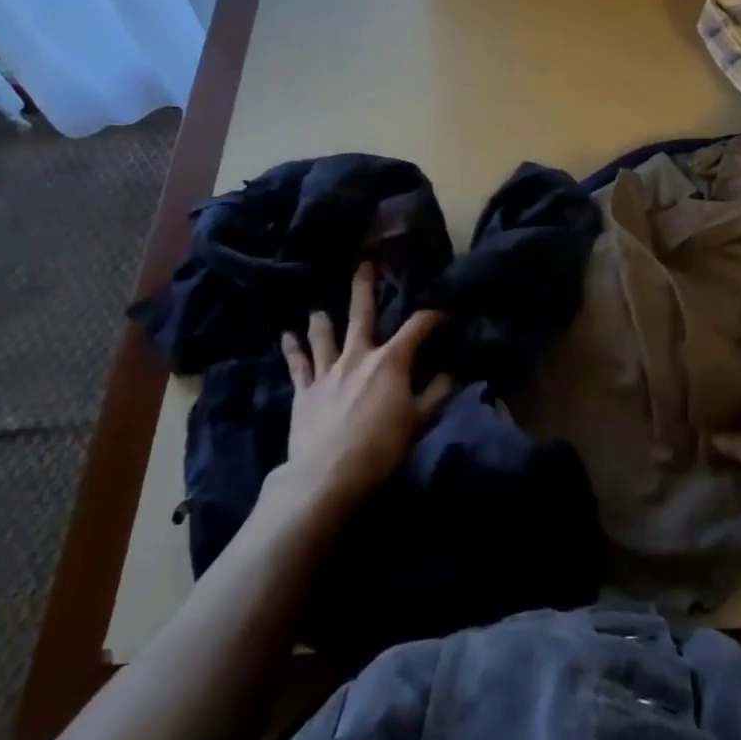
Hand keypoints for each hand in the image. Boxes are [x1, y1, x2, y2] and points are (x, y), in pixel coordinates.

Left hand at [273, 264, 453, 509]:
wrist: (327, 475)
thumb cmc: (381, 447)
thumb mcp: (420, 420)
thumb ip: (438, 392)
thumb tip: (454, 371)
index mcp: (391, 360)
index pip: (417, 327)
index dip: (433, 317)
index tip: (443, 316)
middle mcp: (358, 356)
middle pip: (362, 314)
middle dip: (365, 288)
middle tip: (365, 264)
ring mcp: (327, 371)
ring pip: (325, 335)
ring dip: (323, 319)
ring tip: (318, 307)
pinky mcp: (304, 391)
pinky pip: (297, 364)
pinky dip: (292, 349)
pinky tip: (286, 336)